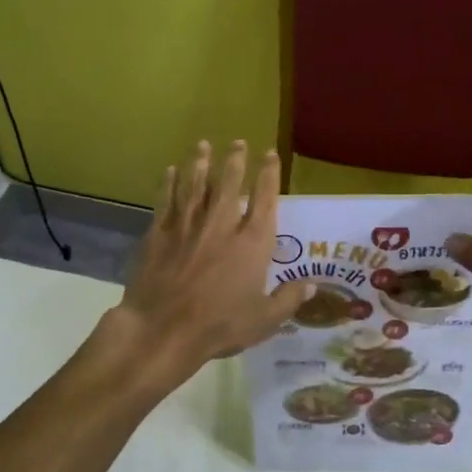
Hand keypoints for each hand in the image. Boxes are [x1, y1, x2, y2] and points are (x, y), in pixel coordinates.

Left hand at [106, 141, 312, 391]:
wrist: (163, 329)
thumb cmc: (220, 326)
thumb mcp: (264, 320)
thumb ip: (288, 299)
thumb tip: (312, 285)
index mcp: (252, 243)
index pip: (264, 199)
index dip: (268, 174)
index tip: (270, 154)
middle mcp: (221, 225)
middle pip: (229, 184)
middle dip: (235, 161)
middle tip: (238, 142)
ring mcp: (187, 226)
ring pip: (195, 186)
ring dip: (200, 163)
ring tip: (203, 145)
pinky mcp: (159, 234)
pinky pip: (166, 201)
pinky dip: (169, 184)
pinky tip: (171, 171)